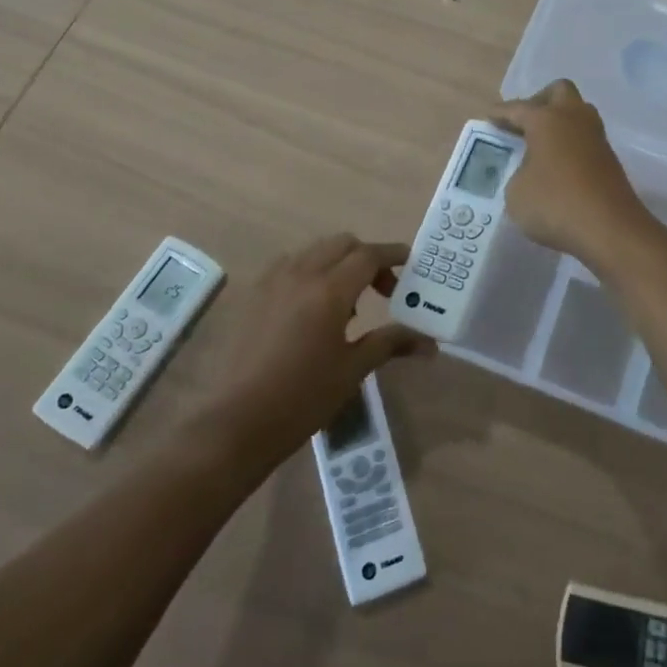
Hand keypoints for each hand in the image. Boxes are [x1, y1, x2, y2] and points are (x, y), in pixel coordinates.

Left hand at [203, 234, 433, 453]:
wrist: (237, 422)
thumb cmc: (303, 397)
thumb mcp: (353, 370)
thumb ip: (390, 343)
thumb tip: (429, 343)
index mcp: (329, 290)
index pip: (368, 255)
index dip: (393, 255)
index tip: (411, 262)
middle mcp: (301, 274)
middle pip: (342, 244)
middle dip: (367, 257)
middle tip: (382, 289)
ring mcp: (273, 281)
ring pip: (314, 250)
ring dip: (338, 262)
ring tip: (348, 303)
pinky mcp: (254, 294)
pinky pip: (290, 265)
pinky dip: (311, 271)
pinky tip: (313, 307)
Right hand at [491, 80, 655, 270]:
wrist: (610, 229)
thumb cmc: (555, 204)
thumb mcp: (516, 193)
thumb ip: (517, 174)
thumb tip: (529, 171)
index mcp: (547, 119)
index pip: (518, 108)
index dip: (501, 113)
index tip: (489, 119)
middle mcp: (574, 118)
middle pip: (558, 91)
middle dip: (539, 102)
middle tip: (523, 124)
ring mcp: (596, 137)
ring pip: (577, 113)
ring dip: (559, 122)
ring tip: (540, 145)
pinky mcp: (609, 158)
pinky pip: (585, 138)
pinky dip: (570, 143)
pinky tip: (558, 165)